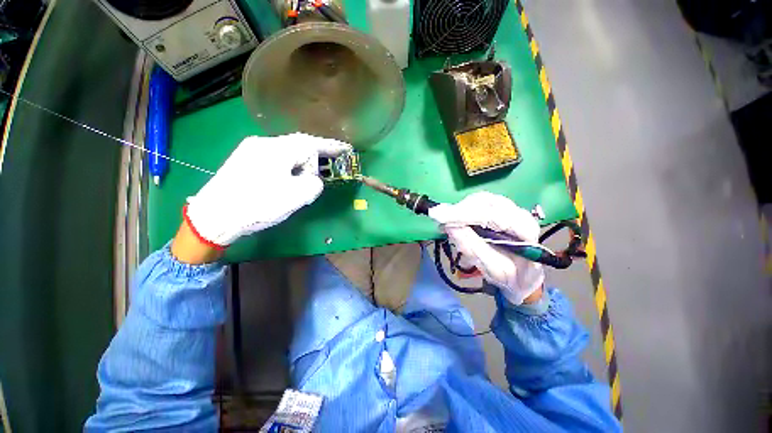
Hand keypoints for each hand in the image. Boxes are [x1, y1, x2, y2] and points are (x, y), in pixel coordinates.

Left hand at [185, 133, 350, 247]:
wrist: (213, 216)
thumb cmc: (257, 205)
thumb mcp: (295, 197)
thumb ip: (313, 183)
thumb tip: (312, 179)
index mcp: (277, 150)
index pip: (311, 144)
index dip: (331, 147)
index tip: (346, 149)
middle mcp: (263, 143)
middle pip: (298, 144)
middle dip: (316, 154)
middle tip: (331, 162)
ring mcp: (251, 150)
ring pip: (286, 150)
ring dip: (302, 160)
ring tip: (310, 173)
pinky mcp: (245, 160)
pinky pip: (276, 157)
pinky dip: (289, 164)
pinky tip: (291, 174)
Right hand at [428, 192, 544, 304]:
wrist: (525, 276)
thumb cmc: (513, 277)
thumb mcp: (495, 270)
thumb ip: (474, 250)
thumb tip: (450, 228)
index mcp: (524, 229)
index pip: (490, 215)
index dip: (463, 214)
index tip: (438, 216)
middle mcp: (518, 212)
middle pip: (483, 202)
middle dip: (458, 210)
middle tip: (438, 219)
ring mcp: (509, 208)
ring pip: (478, 200)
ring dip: (459, 209)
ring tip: (445, 220)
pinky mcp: (499, 208)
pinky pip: (477, 203)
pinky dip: (462, 210)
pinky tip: (453, 219)